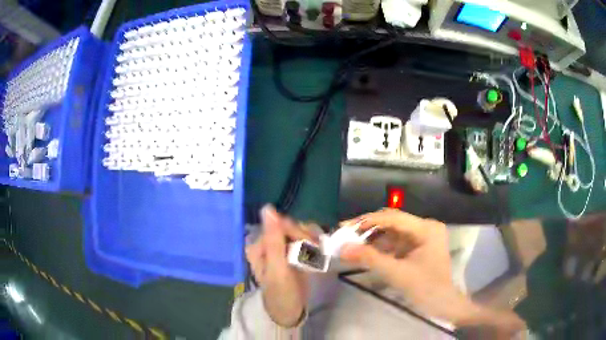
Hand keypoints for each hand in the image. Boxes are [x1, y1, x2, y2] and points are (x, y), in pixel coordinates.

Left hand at [245, 205, 316, 327]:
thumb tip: (267, 208)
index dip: (296, 232)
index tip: (308, 245)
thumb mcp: (277, 268)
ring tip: (314, 257)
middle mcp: (268, 243)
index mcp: (259, 245)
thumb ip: (274, 239)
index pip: (280, 225)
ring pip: (300, 232)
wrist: (290, 310)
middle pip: (291, 227)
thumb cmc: (281, 292)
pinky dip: (312, 247)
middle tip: (312, 254)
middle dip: (304, 239)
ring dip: (310, 243)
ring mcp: (280, 247)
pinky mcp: (291, 253)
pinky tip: (315, 257)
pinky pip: (304, 241)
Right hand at [340, 209, 525, 337]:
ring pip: (392, 231)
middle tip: (345, 234)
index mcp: (426, 228)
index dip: (368, 221)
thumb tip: (343, 248)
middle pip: (392, 222)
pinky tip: (365, 250)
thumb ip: (370, 259)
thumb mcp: (397, 274)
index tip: (346, 227)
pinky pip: (395, 242)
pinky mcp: (417, 247)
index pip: (393, 217)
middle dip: (368, 228)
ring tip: (351, 242)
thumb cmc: (425, 288)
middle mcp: (425, 227)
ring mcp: (421, 237)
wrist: (442, 304)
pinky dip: (380, 246)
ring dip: (372, 237)